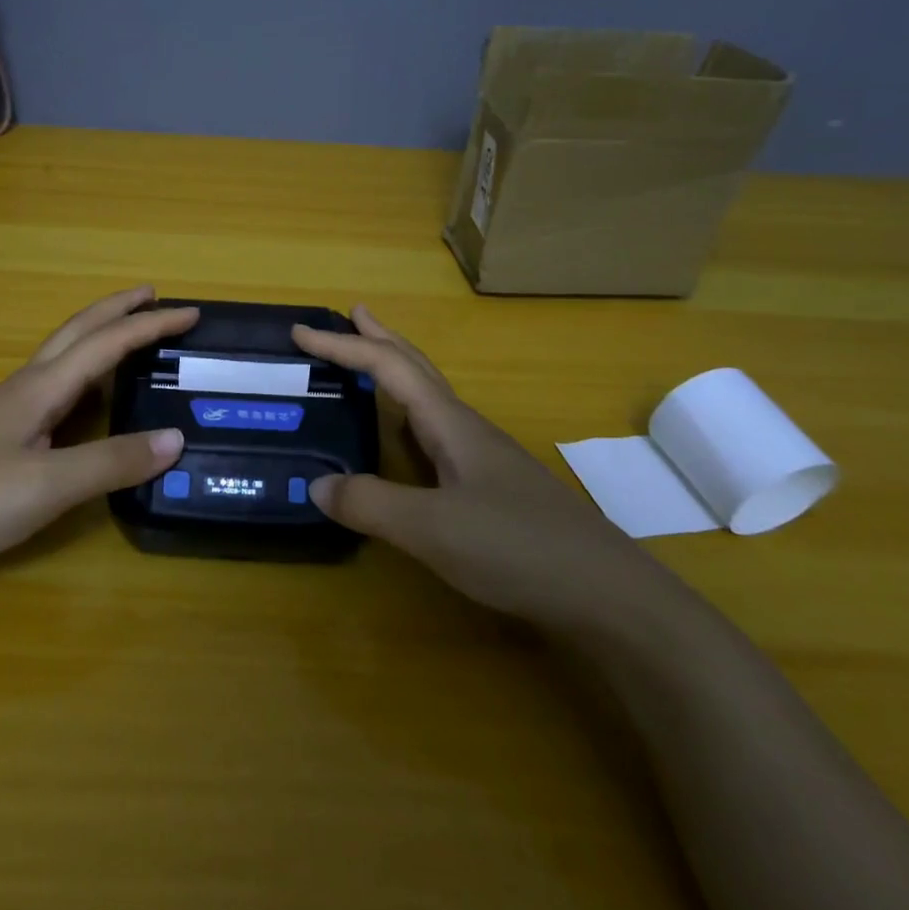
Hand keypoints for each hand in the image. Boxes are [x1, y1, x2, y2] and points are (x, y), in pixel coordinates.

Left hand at [0, 287, 195, 581]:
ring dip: (99, 335)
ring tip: (129, 336)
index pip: (106, 342)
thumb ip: (112, 462)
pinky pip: (54, 383)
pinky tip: (85, 396)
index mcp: (41, 387)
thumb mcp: (49, 485)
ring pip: (62, 354)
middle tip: (154, 296)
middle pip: (78, 331)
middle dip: (118, 309)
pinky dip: (84, 370)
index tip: (190, 312)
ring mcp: (8, 408)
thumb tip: (175, 438)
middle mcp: (26, 386)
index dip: (149, 325)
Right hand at [292, 305, 677, 632]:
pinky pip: (437, 433)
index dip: (343, 346)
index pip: (388, 368)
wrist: (607, 594)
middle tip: (351, 315)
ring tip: (371, 367)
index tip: (301, 332)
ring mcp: (484, 458)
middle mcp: (466, 429)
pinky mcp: (493, 488)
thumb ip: (371, 504)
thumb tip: (317, 485)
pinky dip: (409, 417)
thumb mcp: (432, 528)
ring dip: (397, 374)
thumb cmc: (517, 547)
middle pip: (417, 368)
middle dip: (380, 339)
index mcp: (450, 424)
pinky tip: (408, 441)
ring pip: (430, 400)